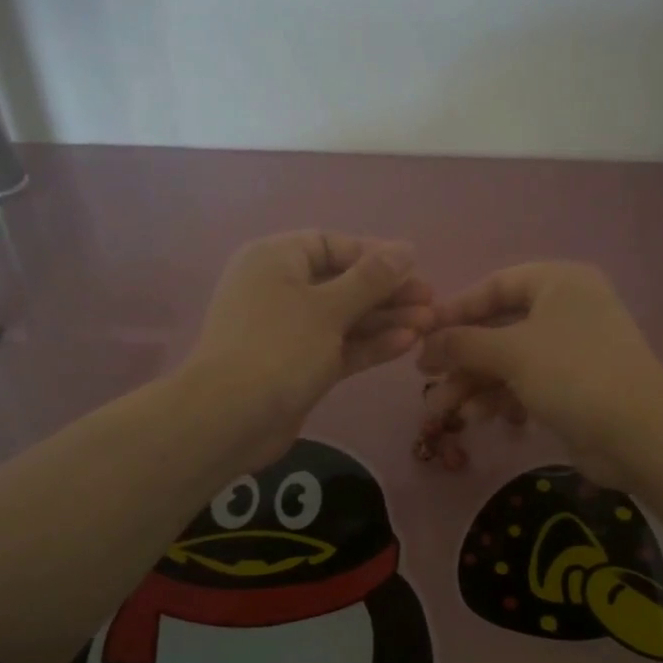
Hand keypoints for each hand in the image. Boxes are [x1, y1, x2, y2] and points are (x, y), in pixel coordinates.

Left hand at [188, 231, 433, 467]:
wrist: (231, 418)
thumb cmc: (279, 347)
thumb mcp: (329, 307)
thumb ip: (371, 279)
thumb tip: (405, 249)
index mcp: (276, 260)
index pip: (330, 245)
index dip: (372, 253)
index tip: (412, 266)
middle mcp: (280, 289)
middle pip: (342, 282)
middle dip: (387, 291)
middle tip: (430, 299)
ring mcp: (290, 331)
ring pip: (344, 318)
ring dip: (385, 319)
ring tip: (429, 323)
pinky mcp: (300, 366)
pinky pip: (339, 346)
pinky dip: (369, 344)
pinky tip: (407, 343)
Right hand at [417, 262, 662, 489]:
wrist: (638, 434)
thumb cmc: (573, 374)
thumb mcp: (512, 352)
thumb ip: (463, 343)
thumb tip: (425, 343)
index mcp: (559, 282)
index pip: (495, 285)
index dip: (456, 310)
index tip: (421, 333)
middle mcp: (565, 308)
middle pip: (498, 327)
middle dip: (460, 357)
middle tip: (425, 378)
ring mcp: (569, 349)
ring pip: (508, 360)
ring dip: (473, 384)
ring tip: (440, 412)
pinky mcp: (571, 385)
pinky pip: (524, 383)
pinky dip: (500, 397)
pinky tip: (477, 419)